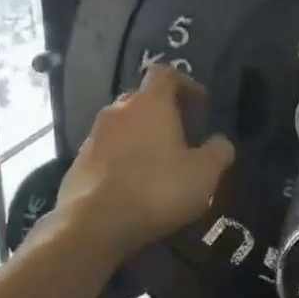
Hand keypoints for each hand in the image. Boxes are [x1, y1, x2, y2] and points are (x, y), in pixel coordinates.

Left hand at [57, 66, 234, 261]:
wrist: (94, 225)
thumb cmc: (157, 189)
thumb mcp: (204, 174)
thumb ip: (218, 152)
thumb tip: (221, 141)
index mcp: (150, 103)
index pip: (166, 73)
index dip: (186, 84)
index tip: (201, 104)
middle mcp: (118, 110)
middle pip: (142, 99)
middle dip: (163, 112)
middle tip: (182, 135)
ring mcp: (93, 136)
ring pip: (123, 126)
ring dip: (141, 137)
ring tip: (159, 163)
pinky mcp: (77, 163)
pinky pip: (106, 152)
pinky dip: (122, 160)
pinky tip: (134, 184)